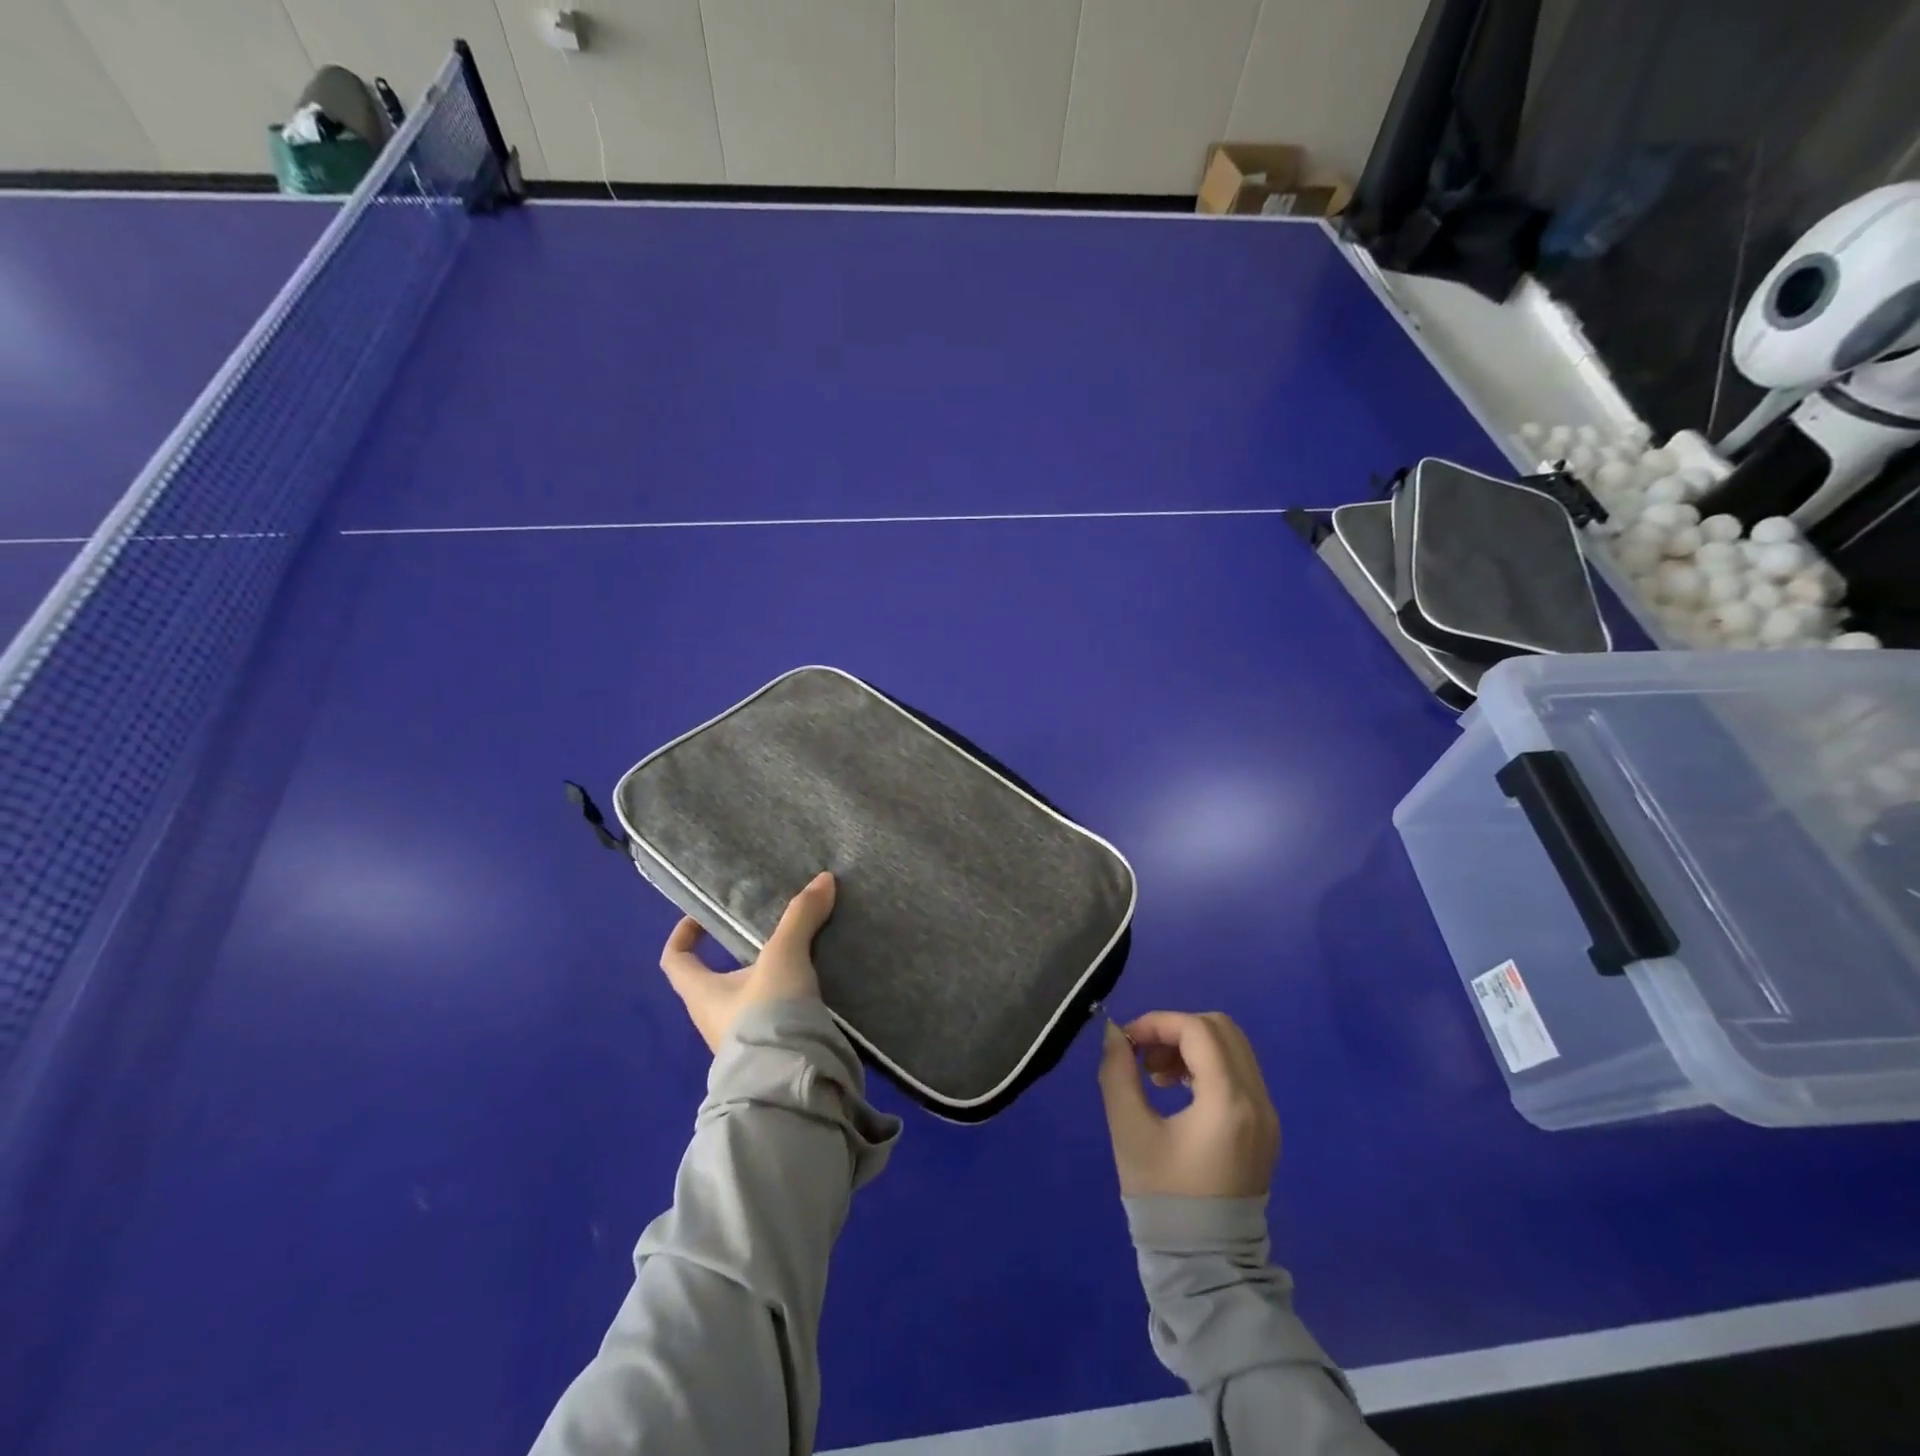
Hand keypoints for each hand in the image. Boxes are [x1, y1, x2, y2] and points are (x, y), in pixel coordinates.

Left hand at [659, 872, 835, 1052]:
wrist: (787, 1085)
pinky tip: (814, 991)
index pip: (675, 961)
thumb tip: (823, 878)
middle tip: (770, 936)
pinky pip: (772, 1021)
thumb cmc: (766, 1015)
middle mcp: (712, 1020)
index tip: (702, 918)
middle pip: (714, 981)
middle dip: (737, 958)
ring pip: (746, 1003)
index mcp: (701, 994)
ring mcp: (740, 1043)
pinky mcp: (768, 1056)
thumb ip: (801, 918)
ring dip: (766, 982)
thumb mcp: (784, 958)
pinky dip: (787, 1004)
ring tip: (800, 959)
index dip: (683, 936)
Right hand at [1097, 1011, 1279, 1197]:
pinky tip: (1179, 1091)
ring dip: (1192, 1045)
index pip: (1197, 1030)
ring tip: (1157, 1076)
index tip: (1128, 1040)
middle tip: (1144, 1055)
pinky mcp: (1265, 1128)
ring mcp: (1267, 1115)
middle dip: (1176, 1030)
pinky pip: (1239, 1072)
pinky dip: (1208, 1065)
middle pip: (1221, 1029)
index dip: (1158, 1023)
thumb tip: (1116, 1033)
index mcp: (1228, 1102)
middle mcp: (1257, 1101)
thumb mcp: (1129, 1130)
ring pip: (1232, 1047)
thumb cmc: (1163, 1197)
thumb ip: (1118, 1072)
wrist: (1205, 1264)